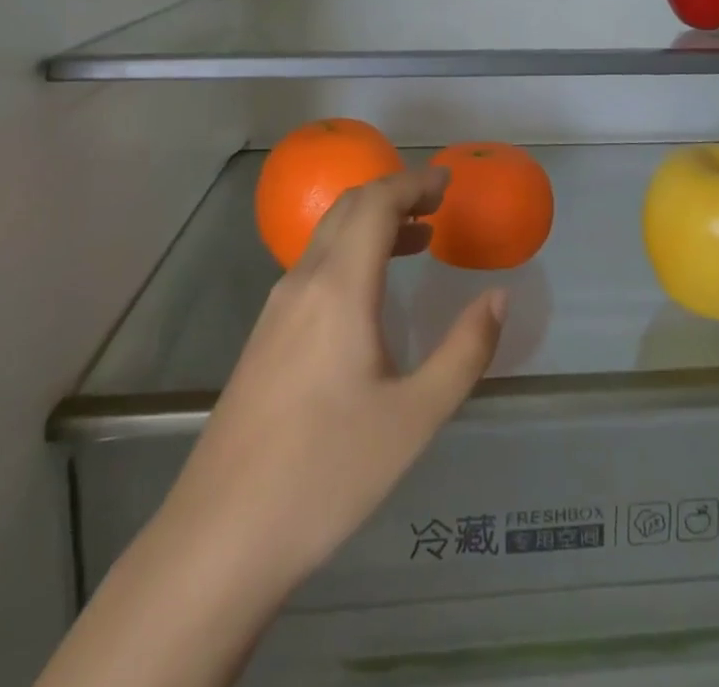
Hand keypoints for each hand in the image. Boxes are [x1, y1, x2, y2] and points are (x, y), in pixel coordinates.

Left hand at [167, 168, 505, 592]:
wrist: (221, 535)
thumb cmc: (327, 473)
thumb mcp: (415, 417)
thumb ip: (464, 351)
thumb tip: (498, 297)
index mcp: (339, 287)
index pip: (376, 203)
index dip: (414, 182)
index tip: (449, 182)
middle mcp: (303, 282)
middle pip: (348, 207)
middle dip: (395, 192)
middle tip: (438, 200)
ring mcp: (277, 307)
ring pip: (327, 235)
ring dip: (372, 221)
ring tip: (419, 237)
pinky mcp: (265, 335)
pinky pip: (314, 265)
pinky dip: (351, 250)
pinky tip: (372, 290)